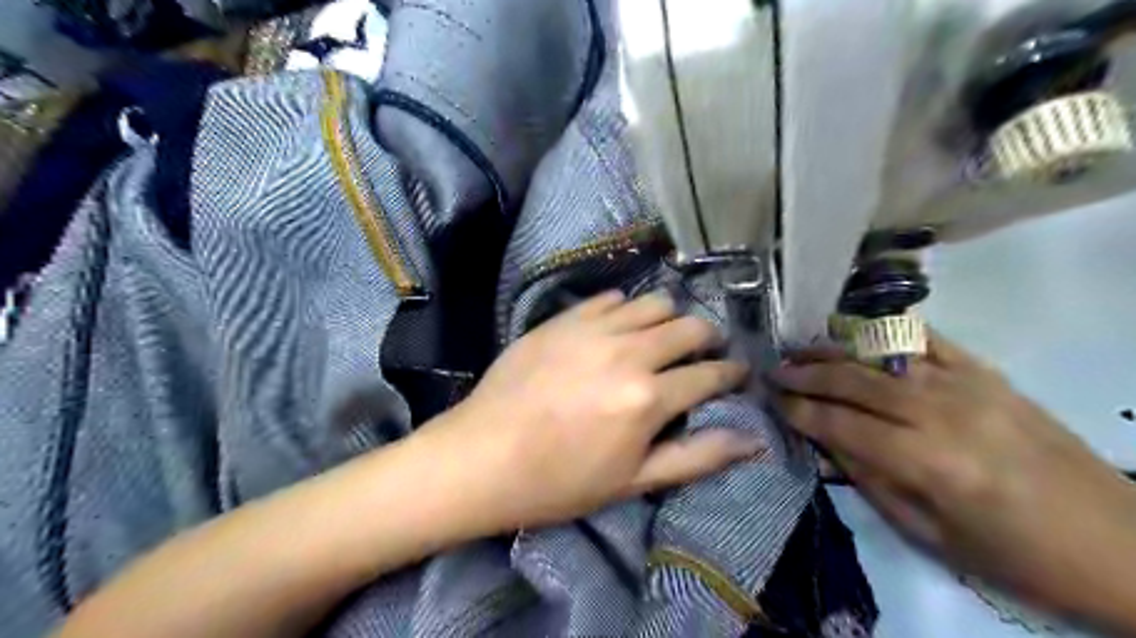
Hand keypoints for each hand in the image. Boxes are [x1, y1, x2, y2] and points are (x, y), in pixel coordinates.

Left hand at [418, 291, 762, 530]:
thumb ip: (697, 456)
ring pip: (654, 302)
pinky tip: (620, 326)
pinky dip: (627, 309)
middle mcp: (628, 352)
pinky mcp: (564, 319)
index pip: (709, 373)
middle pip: (689, 326)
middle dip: (708, 338)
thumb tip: (754, 441)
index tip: (737, 372)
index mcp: (648, 398)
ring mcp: (593, 329)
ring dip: (670, 316)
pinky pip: (610, 298)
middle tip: (703, 352)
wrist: (482, 457)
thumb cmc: (559, 481)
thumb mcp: (633, 480)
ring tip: (663, 336)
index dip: (731, 373)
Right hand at [767, 333, 1135, 622]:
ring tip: (800, 347)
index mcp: (927, 462)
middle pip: (854, 382)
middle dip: (806, 374)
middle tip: (775, 371)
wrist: (1120, 544)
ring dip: (834, 350)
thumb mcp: (932, 536)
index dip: (801, 411)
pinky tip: (858, 333)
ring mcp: (968, 385)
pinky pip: (927, 341)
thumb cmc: (1016, 555)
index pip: (842, 424)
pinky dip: (886, 334)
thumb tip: (825, 443)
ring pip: (882, 357)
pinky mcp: (989, 373)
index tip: (774, 402)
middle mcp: (942, 413)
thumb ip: (871, 482)